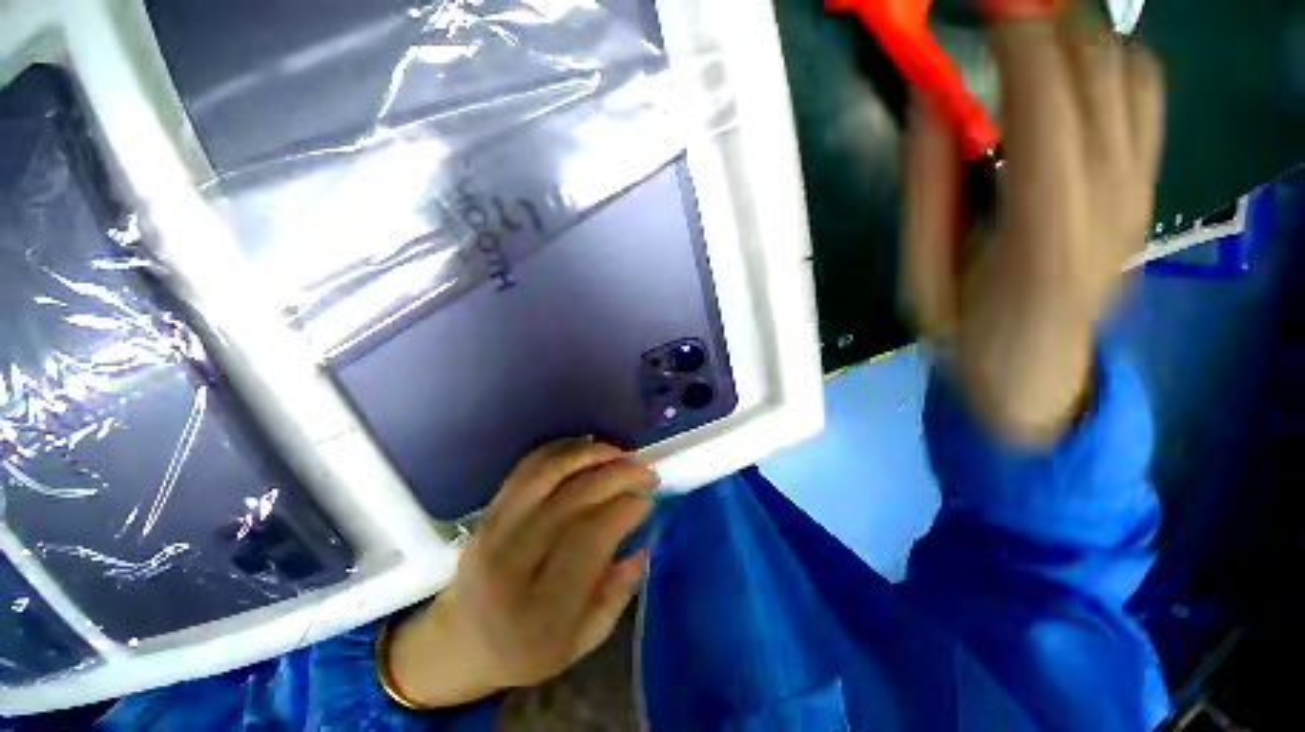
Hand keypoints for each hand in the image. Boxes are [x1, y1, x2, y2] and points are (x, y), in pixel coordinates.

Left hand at [385, 438, 656, 707]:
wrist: (460, 641)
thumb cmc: (526, 650)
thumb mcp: (580, 643)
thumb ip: (617, 597)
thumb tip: (643, 548)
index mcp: (540, 608)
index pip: (589, 538)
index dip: (625, 508)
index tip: (649, 497)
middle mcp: (513, 563)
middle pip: (573, 497)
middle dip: (618, 473)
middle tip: (645, 470)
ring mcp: (495, 530)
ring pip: (548, 472)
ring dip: (591, 453)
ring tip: (621, 453)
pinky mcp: (489, 510)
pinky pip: (528, 466)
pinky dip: (562, 449)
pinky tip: (587, 448)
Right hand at [904, 16, 1162, 443]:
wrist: (1033, 373)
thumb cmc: (966, 332)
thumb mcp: (924, 273)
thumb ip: (927, 188)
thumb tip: (931, 99)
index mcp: (1045, 231)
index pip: (1048, 103)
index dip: (1021, 36)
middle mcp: (1113, 198)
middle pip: (1100, 68)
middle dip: (1049, 17)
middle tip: (1000, 4)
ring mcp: (1142, 188)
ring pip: (1131, 69)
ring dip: (1078, 34)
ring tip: (1028, 30)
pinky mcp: (1151, 185)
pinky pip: (1146, 94)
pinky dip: (1107, 61)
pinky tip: (1069, 72)